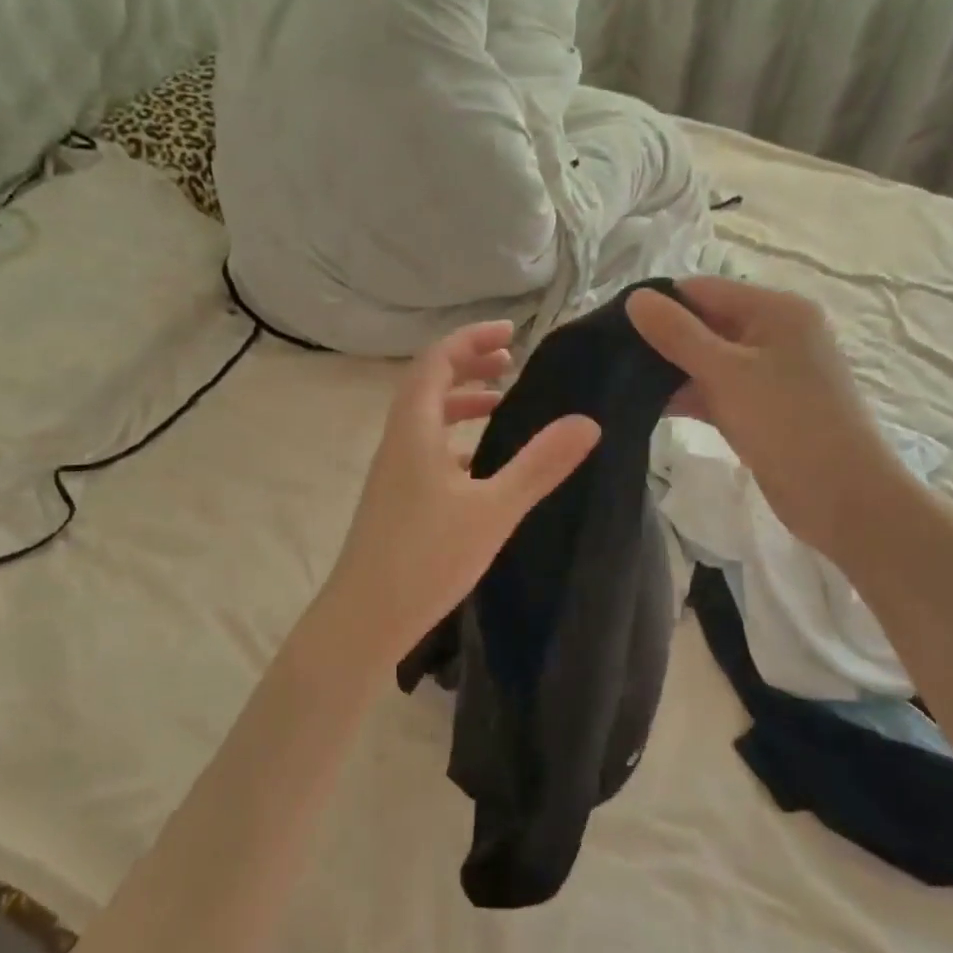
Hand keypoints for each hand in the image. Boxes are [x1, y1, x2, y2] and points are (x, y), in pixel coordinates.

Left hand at [322, 320, 600, 655]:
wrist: (364, 619)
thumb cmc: (426, 558)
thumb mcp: (493, 510)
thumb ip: (540, 465)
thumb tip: (588, 422)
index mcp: (414, 429)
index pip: (437, 361)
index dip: (471, 339)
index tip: (512, 333)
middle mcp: (398, 441)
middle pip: (428, 384)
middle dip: (469, 365)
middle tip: (510, 361)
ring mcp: (392, 471)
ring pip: (426, 418)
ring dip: (461, 401)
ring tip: (501, 404)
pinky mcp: (395, 498)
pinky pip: (425, 448)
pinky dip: (454, 438)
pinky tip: (479, 463)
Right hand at [627, 276, 900, 555]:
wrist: (843, 498)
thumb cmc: (787, 423)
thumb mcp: (726, 372)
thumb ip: (678, 334)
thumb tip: (634, 297)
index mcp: (776, 310)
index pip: (703, 290)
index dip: (659, 304)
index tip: (611, 327)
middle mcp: (776, 333)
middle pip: (706, 323)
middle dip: (662, 339)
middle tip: (610, 358)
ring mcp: (771, 373)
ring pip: (709, 360)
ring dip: (671, 371)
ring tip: (619, 382)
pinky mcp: (763, 408)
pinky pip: (719, 390)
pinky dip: (689, 396)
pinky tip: (649, 407)